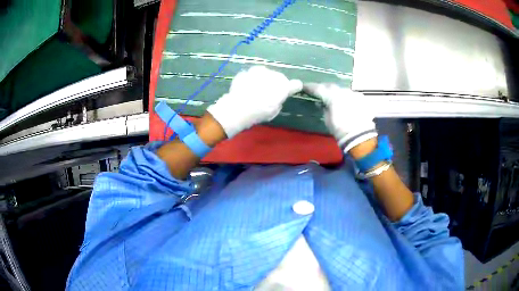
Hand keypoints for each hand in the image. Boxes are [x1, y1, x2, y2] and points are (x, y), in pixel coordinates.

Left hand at [207, 66, 301, 137]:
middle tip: (268, 93)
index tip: (290, 90)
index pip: (296, 84)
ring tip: (256, 89)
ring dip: (263, 79)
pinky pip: (252, 75)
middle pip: (279, 77)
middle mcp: (274, 75)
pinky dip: (251, 79)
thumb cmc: (258, 113)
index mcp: (284, 87)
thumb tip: (277, 97)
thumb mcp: (274, 112)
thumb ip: (279, 101)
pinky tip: (246, 87)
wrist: (238, 107)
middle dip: (276, 83)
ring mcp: (259, 71)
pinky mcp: (247, 71)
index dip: (293, 87)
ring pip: (265, 73)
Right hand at [304, 83, 376, 152]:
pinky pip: (352, 95)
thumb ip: (324, 108)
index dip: (311, 87)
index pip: (318, 88)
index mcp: (332, 95)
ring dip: (337, 93)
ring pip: (343, 90)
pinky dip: (347, 98)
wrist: (360, 136)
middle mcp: (343, 91)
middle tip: (320, 91)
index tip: (305, 87)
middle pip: (331, 86)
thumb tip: (321, 103)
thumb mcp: (327, 120)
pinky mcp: (362, 99)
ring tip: (334, 98)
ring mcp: (354, 94)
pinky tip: (347, 103)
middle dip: (325, 88)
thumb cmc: (340, 130)